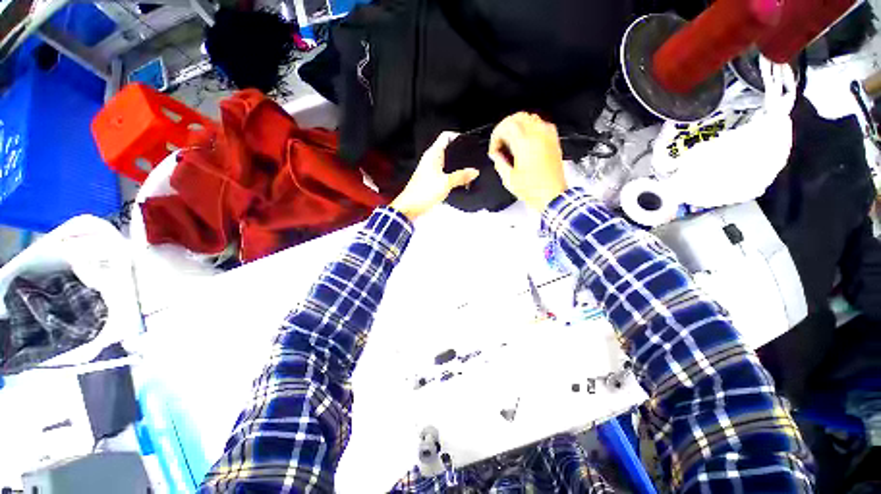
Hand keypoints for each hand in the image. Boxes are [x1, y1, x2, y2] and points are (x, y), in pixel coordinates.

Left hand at [390, 132, 479, 220]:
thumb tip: (474, 171)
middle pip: (447, 149)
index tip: (468, 142)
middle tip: (471, 157)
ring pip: (446, 161)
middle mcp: (430, 159)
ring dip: (456, 165)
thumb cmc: (423, 192)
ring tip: (468, 170)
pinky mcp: (430, 179)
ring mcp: (429, 169)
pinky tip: (458, 181)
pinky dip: (451, 174)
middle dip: (459, 152)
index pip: (445, 136)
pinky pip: (443, 172)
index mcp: (433, 154)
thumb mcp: (446, 183)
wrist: (411, 206)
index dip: (457, 136)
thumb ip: (461, 176)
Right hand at [488, 112, 566, 211]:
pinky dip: (530, 128)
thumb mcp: (509, 178)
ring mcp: (548, 136)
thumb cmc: (533, 190)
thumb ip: (499, 162)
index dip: (496, 136)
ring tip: (511, 142)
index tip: (494, 149)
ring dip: (517, 126)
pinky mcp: (554, 140)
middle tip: (500, 142)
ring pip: (530, 118)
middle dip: (505, 128)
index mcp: (525, 143)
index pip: (506, 126)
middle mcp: (538, 135)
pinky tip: (525, 142)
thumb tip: (495, 154)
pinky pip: (540, 124)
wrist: (552, 195)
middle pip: (518, 117)